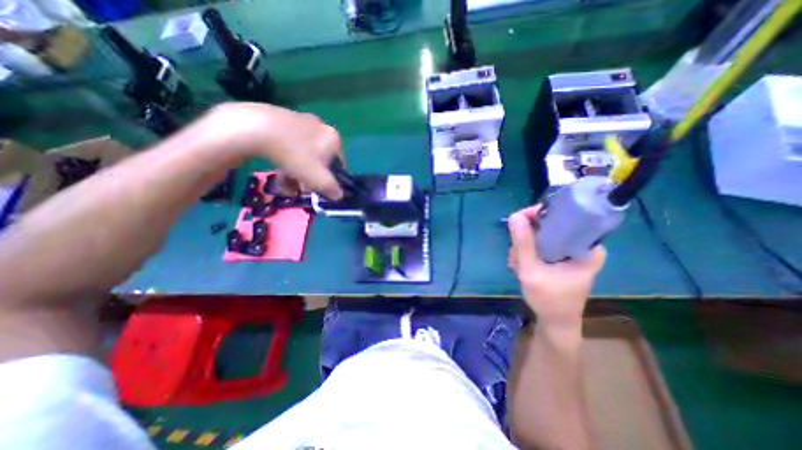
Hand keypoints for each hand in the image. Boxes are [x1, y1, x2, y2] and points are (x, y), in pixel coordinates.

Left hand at [204, 103, 343, 198]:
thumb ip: (331, 188)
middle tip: (300, 187)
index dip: (330, 178)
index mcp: (333, 139)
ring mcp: (301, 119)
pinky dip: (286, 156)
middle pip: (320, 159)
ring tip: (285, 181)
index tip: (318, 188)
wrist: (256, 127)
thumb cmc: (295, 155)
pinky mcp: (282, 117)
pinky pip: (290, 142)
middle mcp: (321, 127)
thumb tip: (339, 195)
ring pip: (304, 152)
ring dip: (297, 170)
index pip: (338, 163)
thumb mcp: (317, 178)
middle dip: (311, 176)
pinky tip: (276, 165)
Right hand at [507, 206, 608, 328]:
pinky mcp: (560, 256)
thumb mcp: (531, 271)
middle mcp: (580, 245)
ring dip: (523, 248)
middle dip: (526, 238)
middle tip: (516, 256)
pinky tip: (521, 266)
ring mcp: (569, 251)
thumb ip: (523, 244)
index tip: (518, 222)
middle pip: (548, 225)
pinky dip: (527, 253)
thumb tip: (514, 216)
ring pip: (540, 235)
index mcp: (587, 246)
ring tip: (518, 266)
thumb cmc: (549, 300)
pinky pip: (539, 244)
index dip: (537, 215)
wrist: (556, 323)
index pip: (563, 215)